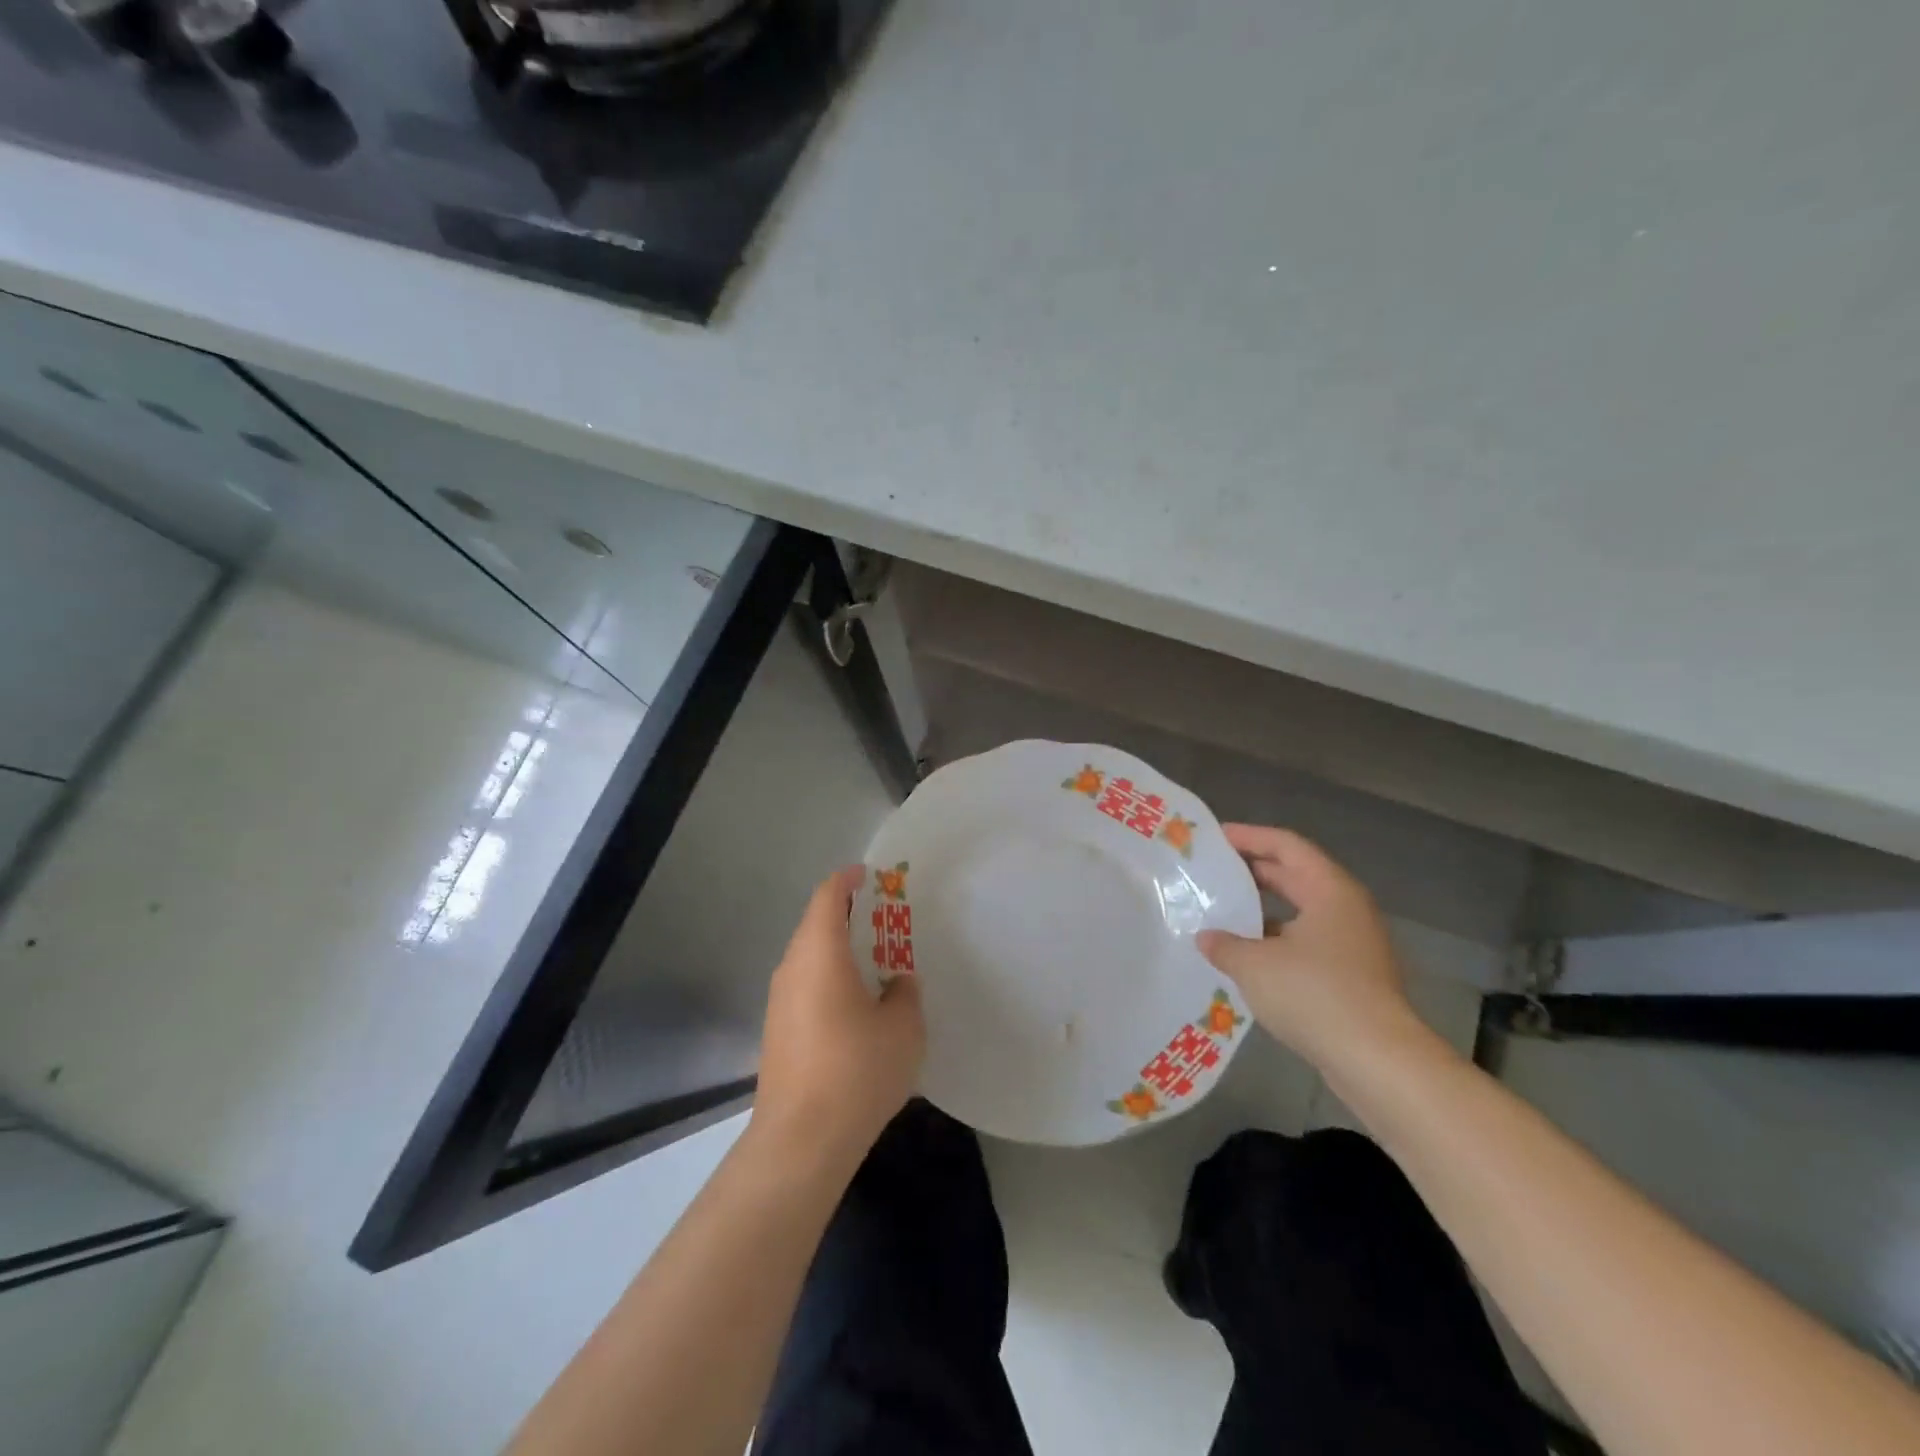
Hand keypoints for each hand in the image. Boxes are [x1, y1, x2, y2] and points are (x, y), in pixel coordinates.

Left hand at [749, 866, 924, 1173]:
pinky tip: (855, 1005)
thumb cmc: (857, 1070)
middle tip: (884, 920)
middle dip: (847, 916)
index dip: (847, 880)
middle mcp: (792, 968)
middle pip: (815, 925)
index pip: (828, 897)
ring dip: (838, 951)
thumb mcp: (903, 1028)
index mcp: (819, 953)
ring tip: (875, 962)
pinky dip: (829, 979)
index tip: (869, 875)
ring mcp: (779, 1001)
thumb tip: (897, 983)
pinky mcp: (777, 1032)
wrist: (801, 1141)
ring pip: (809, 958)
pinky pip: (805, 986)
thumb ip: (905, 994)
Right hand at [1196, 825, 1421, 1072]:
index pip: (1286, 845)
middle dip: (1252, 872)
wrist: (1378, 1062)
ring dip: (1262, 911)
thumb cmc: (1315, 994)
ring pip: (1300, 913)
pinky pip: (1306, 944)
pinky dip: (1275, 942)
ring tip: (1221, 913)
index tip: (1214, 838)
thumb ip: (1224, 944)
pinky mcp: (1352, 978)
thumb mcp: (1254, 964)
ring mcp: (1353, 945)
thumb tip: (1206, 937)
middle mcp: (1346, 909)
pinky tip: (1246, 958)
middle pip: (1295, 876)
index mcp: (1329, 890)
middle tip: (1212, 872)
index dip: (1249, 837)